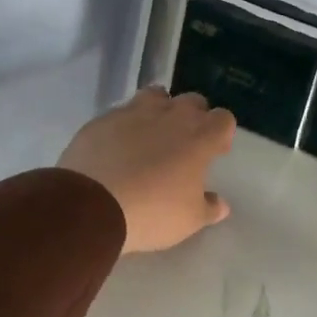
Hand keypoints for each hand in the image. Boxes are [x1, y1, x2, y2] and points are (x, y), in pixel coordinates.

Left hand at [58, 87, 235, 253]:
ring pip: (156, 96)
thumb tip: (220, 204)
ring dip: (161, 110)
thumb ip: (209, 208)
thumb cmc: (153, 212)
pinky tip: (119, 146)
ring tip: (153, 135)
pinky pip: (123, 112)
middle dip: (194, 117)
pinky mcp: (103, 119)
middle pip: (193, 101)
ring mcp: (134, 112)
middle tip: (185, 144)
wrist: (92, 205)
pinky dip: (127, 124)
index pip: (224, 119)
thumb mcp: (190, 220)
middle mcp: (171, 116)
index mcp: (200, 138)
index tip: (215, 152)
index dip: (222, 133)